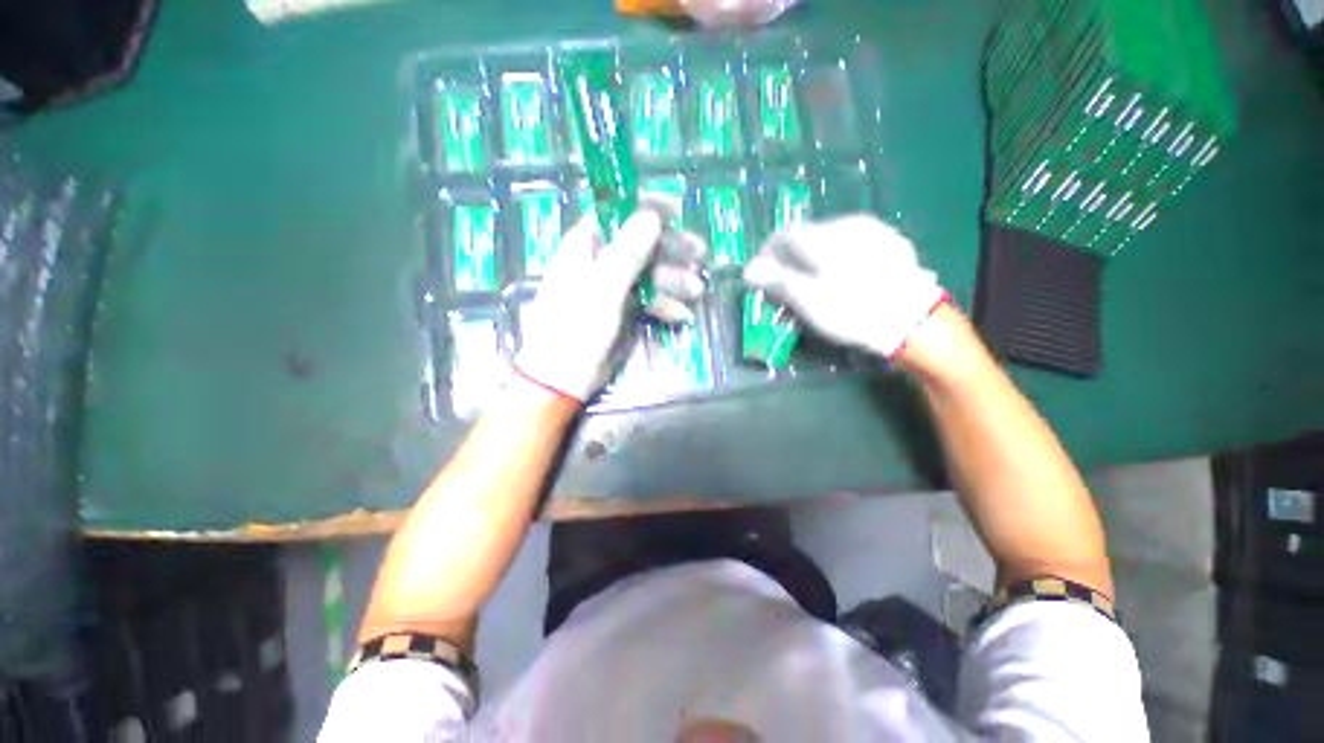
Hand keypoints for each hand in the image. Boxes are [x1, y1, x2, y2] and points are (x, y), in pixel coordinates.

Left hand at [515, 194, 705, 401]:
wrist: (563, 377)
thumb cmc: (575, 328)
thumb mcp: (602, 288)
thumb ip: (627, 252)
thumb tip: (651, 215)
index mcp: (586, 246)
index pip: (617, 213)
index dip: (647, 208)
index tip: (678, 211)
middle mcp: (600, 262)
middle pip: (640, 244)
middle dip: (671, 249)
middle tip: (700, 255)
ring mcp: (613, 287)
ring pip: (649, 274)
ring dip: (674, 281)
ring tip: (696, 291)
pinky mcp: (622, 310)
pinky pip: (648, 300)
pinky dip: (666, 306)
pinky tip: (682, 315)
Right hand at [743, 215, 948, 359]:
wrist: (914, 320)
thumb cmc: (852, 310)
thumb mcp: (807, 300)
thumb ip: (776, 280)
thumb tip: (749, 270)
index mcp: (823, 235)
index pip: (782, 237)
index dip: (765, 257)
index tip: (759, 280)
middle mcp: (847, 223)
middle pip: (804, 237)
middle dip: (787, 262)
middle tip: (782, 289)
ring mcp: (872, 230)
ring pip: (827, 241)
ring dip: (810, 261)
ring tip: (810, 288)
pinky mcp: (889, 243)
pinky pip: (849, 246)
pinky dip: (833, 261)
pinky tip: (839, 281)